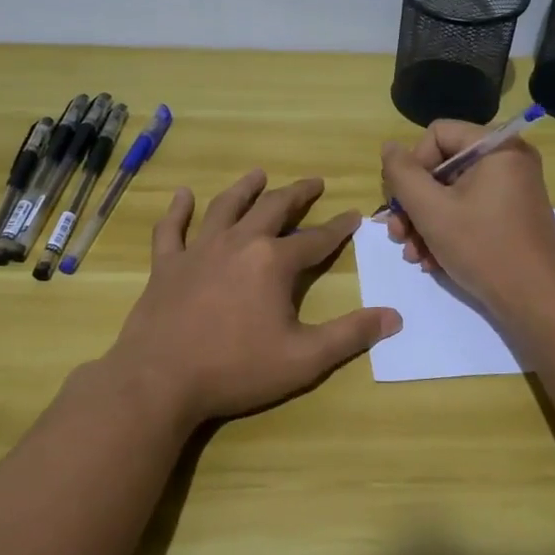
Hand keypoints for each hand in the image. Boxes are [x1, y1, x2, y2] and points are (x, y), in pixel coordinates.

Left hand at [104, 170, 400, 426]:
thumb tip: (394, 317)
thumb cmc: (236, 369)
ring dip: (245, 189)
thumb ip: (350, 335)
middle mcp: (239, 243)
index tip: (354, 215)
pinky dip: (177, 210)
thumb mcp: (304, 359)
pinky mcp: (166, 265)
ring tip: (258, 174)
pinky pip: (171, 229)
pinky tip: (183, 195)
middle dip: (297, 194)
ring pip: (225, 208)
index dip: (338, 228)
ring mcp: (198, 250)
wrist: (160, 381)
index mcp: (273, 262)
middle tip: (313, 182)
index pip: (316, 239)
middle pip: (273, 209)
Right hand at [380, 121, 554, 326]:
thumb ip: (403, 174)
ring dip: (425, 223)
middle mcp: (509, 161)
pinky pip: (470, 211)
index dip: (412, 165)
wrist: (536, 302)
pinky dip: (447, 232)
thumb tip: (389, 147)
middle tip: (397, 234)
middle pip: (443, 167)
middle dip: (414, 203)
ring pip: (452, 194)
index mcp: (497, 147)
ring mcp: (513, 190)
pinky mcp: (512, 217)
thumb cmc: (483, 248)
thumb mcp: (431, 210)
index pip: (437, 134)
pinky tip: (431, 261)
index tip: (402, 201)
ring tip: (412, 254)